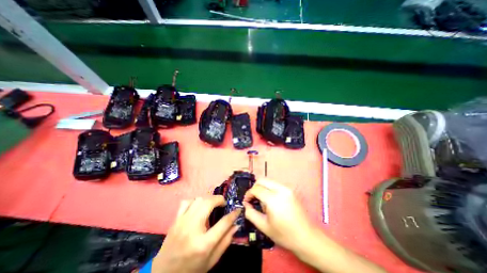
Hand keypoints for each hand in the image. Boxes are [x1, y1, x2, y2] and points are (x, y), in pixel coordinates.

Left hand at [152, 196, 239, 272]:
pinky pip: (187, 202)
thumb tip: (236, 225)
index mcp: (203, 244)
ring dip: (208, 200)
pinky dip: (195, 201)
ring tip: (212, 205)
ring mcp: (182, 222)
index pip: (223, 223)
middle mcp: (192, 229)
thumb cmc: (191, 269)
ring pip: (198, 200)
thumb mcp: (212, 260)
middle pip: (208, 203)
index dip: (233, 214)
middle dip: (219, 200)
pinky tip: (198, 207)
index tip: (238, 209)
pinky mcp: (175, 220)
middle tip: (223, 204)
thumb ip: (226, 241)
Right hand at [244, 179, 315, 252]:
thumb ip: (251, 214)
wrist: (306, 237)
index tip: (247, 201)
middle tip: (253, 199)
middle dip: (254, 188)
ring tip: (262, 201)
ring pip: (268, 181)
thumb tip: (246, 204)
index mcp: (273, 199)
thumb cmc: (284, 234)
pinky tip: (270, 200)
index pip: (256, 189)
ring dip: (262, 188)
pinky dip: (269, 188)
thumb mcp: (264, 226)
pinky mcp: (290, 189)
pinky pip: (275, 184)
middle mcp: (280, 189)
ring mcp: (287, 188)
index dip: (248, 194)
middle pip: (262, 180)